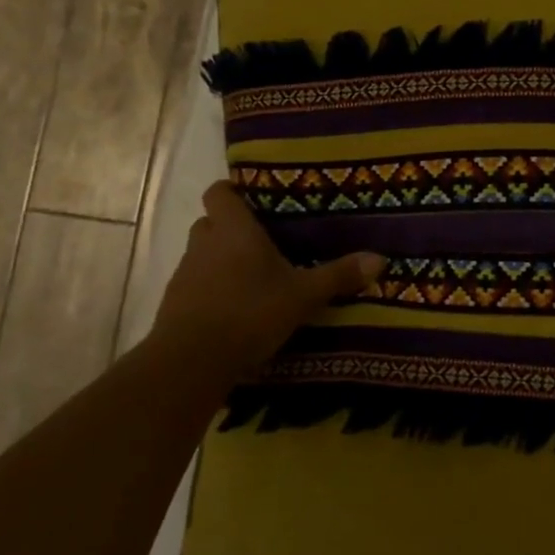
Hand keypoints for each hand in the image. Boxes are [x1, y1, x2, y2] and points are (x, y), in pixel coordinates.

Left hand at [151, 181, 384, 378]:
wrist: (190, 362)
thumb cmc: (250, 312)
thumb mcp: (303, 295)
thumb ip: (338, 275)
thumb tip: (380, 258)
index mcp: (234, 230)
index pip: (219, 192)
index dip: (232, 192)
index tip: (254, 199)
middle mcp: (204, 244)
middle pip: (210, 222)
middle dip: (230, 228)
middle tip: (262, 239)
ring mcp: (185, 275)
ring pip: (201, 254)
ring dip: (220, 260)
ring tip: (253, 276)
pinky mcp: (174, 305)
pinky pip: (195, 285)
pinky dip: (212, 290)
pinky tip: (236, 308)